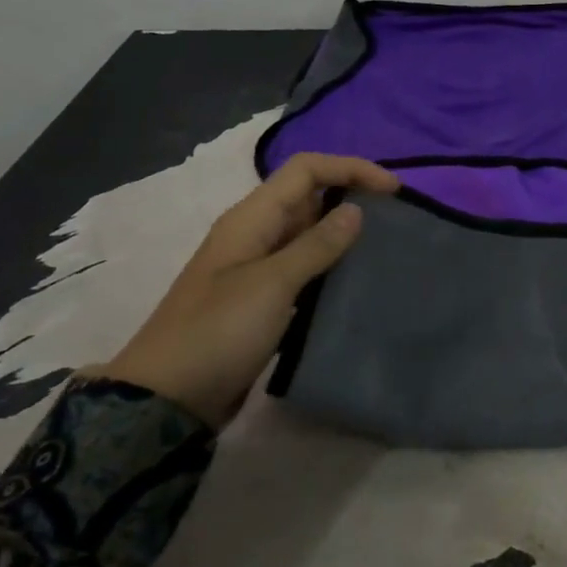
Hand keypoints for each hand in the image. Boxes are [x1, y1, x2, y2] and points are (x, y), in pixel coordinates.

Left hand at [100, 154, 399, 428]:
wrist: (169, 397)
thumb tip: (356, 210)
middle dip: (352, 198)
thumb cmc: (219, 331)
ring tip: (387, 249)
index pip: (306, 170)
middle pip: (309, 197)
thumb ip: (317, 245)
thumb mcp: (272, 284)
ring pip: (310, 235)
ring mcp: (259, 269)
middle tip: (397, 220)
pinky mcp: (265, 301)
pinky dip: (333, 268)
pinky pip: (307, 270)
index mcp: (251, 219)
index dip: (351, 169)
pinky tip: (359, 283)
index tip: (394, 191)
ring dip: (346, 235)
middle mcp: (256, 235)